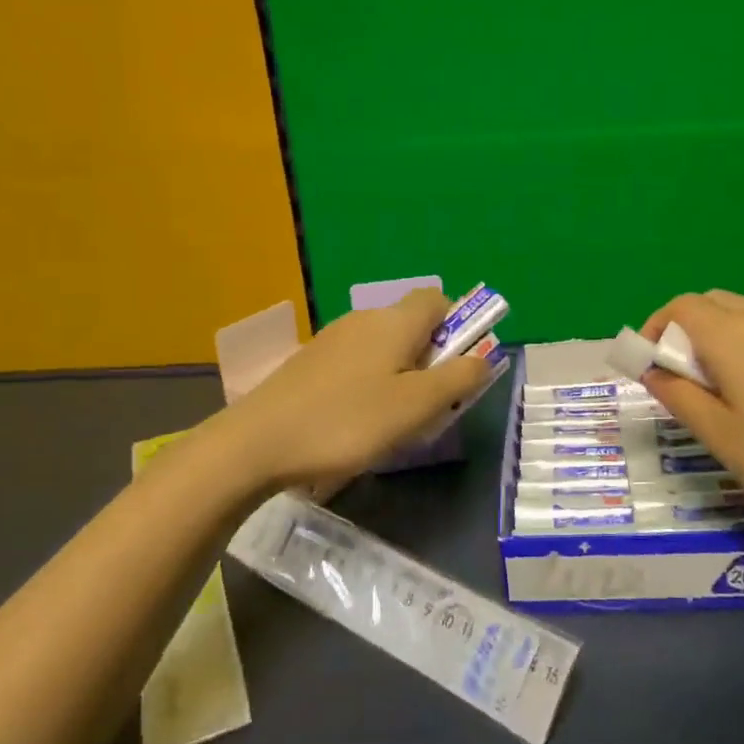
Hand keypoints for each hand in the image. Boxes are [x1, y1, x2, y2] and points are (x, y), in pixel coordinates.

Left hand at [217, 288, 492, 491]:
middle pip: (412, 325)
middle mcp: (363, 320)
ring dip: (402, 374)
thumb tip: (485, 356)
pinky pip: (357, 363)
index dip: (458, 326)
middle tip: (432, 404)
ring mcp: (332, 340)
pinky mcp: (310, 363)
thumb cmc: (347, 422)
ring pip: (384, 347)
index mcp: (394, 322)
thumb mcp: (415, 406)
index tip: (458, 366)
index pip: (437, 300)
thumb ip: (458, 379)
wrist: (257, 443)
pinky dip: (370, 383)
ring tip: (395, 420)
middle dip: (432, 358)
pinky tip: (357, 421)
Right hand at [638, 291, 743, 560]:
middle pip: (713, 304)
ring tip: (721, 388)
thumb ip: (679, 397)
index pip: (681, 307)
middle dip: (685, 331)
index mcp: (733, 335)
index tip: (648, 365)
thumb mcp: (721, 436)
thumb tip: (653, 371)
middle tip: (682, 379)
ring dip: (719, 337)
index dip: (655, 328)